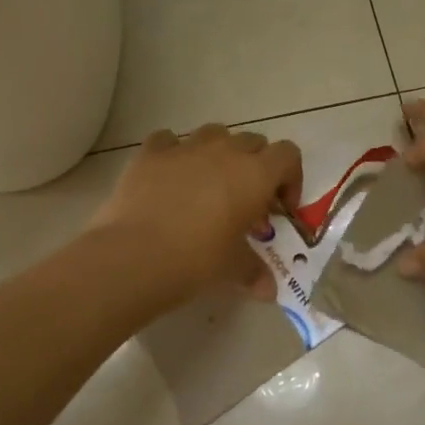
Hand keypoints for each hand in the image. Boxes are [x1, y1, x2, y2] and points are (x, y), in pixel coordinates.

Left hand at [89, 124, 302, 306]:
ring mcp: (185, 148)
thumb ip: (255, 273)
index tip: (280, 208)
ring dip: (219, 152)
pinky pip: (168, 140)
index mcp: (255, 175)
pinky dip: (174, 152)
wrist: (134, 256)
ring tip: (209, 183)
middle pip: (253, 141)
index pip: (288, 155)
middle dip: (256, 165)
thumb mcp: (233, 269)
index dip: (290, 178)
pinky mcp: (150, 153)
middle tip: (246, 201)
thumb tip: (268, 291)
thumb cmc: (197, 260)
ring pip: (214, 133)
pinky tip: (169, 176)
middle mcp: (225, 152)